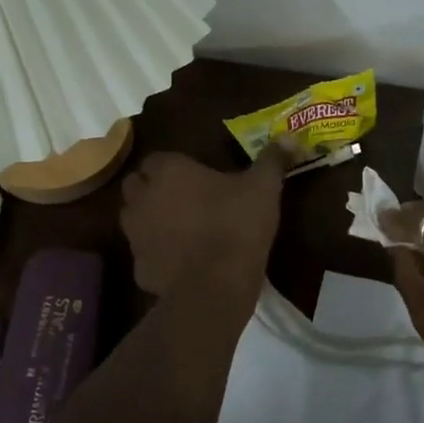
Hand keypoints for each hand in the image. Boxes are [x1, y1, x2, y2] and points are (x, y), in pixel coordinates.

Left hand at [119, 145, 290, 296]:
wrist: (215, 286)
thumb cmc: (236, 225)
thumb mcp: (264, 188)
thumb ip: (272, 160)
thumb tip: (290, 136)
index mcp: (169, 172)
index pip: (157, 158)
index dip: (173, 166)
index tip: (195, 175)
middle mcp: (144, 198)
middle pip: (137, 185)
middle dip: (153, 188)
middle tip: (184, 198)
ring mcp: (136, 235)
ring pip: (134, 219)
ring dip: (150, 219)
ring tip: (180, 228)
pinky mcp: (139, 267)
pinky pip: (144, 254)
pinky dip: (157, 254)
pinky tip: (180, 261)